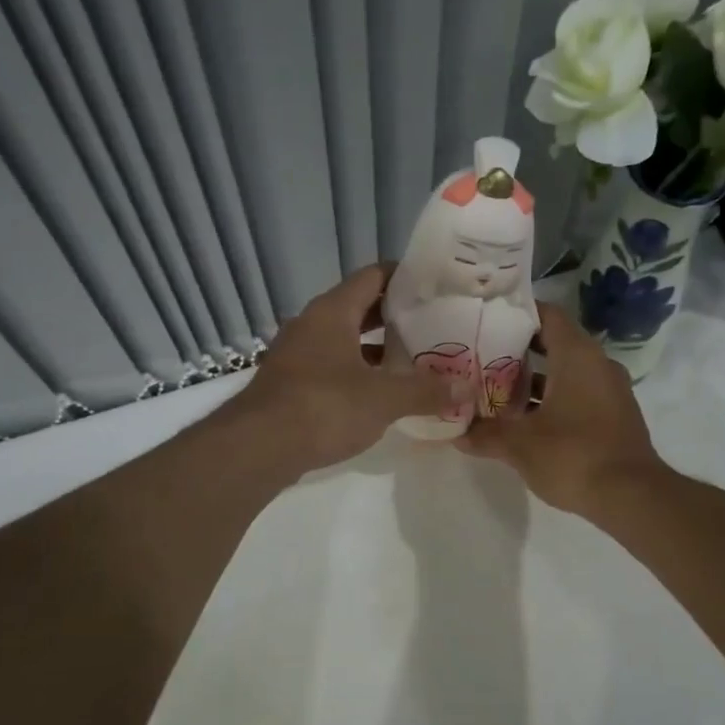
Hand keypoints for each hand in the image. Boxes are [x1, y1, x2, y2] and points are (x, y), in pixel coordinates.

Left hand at [226, 264, 453, 475]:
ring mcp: (297, 354)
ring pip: (344, 340)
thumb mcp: (383, 399)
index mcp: (332, 312)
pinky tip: (380, 393)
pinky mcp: (290, 383)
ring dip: (376, 348)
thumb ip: (426, 390)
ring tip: (414, 359)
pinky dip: (357, 372)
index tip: (436, 286)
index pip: (373, 277)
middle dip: (395, 316)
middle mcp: (311, 324)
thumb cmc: (324, 407)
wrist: (257, 448)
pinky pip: (332, 366)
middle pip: (359, 308)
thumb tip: (467, 388)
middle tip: (434, 324)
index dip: (405, 277)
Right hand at [457, 303, 665, 516]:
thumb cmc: (573, 455)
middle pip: (554, 343)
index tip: (487, 319)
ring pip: (566, 372)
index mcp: (577, 355)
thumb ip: (485, 434)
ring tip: (496, 389)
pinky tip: (524, 420)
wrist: (632, 497)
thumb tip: (456, 433)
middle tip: (482, 356)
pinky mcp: (614, 416)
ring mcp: (610, 390)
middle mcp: (597, 364)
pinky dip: (552, 399)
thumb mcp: (519, 445)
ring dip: (534, 380)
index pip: (547, 314)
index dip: (517, 313)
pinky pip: (578, 394)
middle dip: (518, 350)